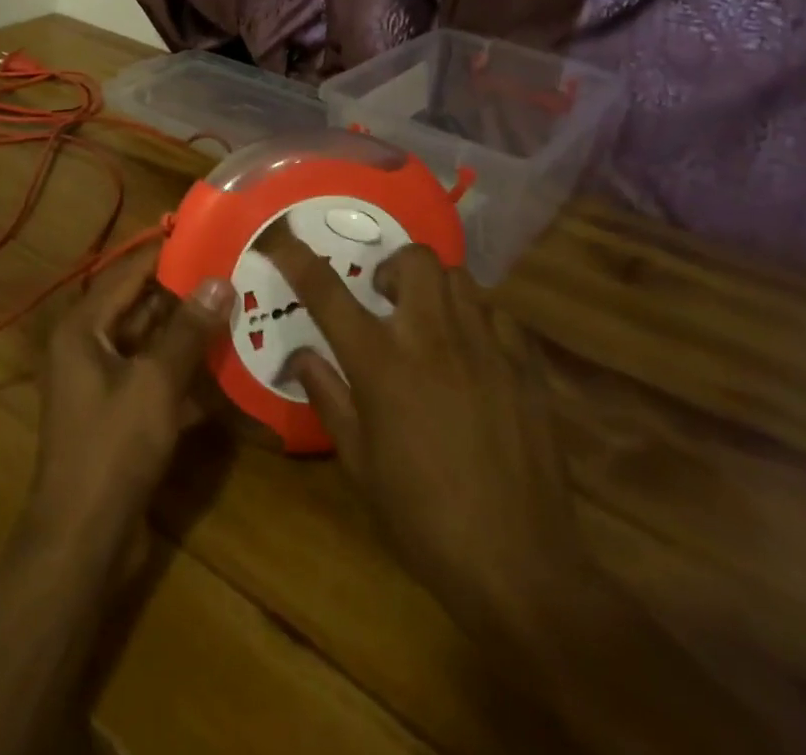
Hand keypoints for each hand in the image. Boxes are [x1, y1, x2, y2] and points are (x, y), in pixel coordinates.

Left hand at [22, 256, 233, 570]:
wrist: (82, 542)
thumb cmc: (112, 449)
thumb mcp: (156, 383)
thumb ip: (188, 331)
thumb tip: (219, 280)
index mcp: (84, 329)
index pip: (128, 274)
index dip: (166, 253)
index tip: (207, 234)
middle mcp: (89, 348)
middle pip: (141, 308)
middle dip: (185, 294)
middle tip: (234, 272)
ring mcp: (104, 384)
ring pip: (152, 345)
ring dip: (190, 334)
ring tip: (239, 309)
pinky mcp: (120, 415)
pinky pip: (156, 379)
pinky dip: (185, 372)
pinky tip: (227, 366)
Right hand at [260, 221, 579, 627]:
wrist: (519, 567)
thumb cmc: (423, 517)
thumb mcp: (359, 464)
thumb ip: (328, 397)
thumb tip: (301, 356)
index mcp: (381, 363)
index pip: (327, 292)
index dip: (297, 258)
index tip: (280, 238)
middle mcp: (432, 338)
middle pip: (414, 259)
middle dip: (393, 265)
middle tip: (384, 297)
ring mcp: (485, 347)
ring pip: (460, 278)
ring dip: (435, 288)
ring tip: (429, 321)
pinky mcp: (525, 367)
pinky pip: (500, 315)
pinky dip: (479, 319)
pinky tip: (474, 351)